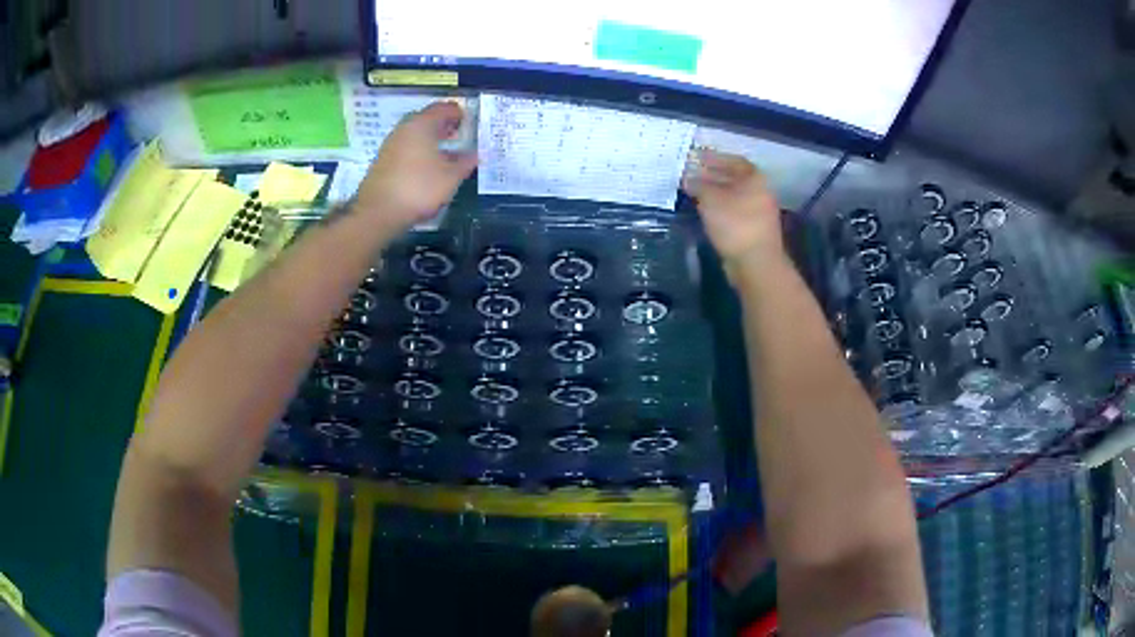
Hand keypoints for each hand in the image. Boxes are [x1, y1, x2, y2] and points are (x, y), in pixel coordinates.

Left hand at [353, 101, 477, 230]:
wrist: (378, 212)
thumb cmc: (419, 188)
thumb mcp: (450, 177)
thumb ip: (465, 163)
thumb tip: (476, 154)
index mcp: (422, 124)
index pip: (443, 108)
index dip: (458, 113)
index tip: (470, 122)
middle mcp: (404, 128)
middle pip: (427, 119)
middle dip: (444, 125)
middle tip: (459, 134)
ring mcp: (391, 144)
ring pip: (416, 134)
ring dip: (431, 139)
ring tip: (447, 152)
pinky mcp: (384, 160)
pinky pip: (407, 147)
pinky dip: (420, 150)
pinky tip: (428, 166)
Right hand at [683, 150, 783, 269]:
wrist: (756, 263)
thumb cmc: (735, 224)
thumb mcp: (710, 199)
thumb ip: (698, 185)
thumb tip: (687, 179)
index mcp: (755, 178)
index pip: (733, 160)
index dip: (714, 158)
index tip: (696, 158)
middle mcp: (761, 192)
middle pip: (734, 178)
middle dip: (712, 176)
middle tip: (691, 175)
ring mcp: (759, 212)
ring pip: (734, 196)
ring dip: (715, 193)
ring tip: (694, 193)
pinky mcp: (754, 230)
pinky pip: (734, 212)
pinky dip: (720, 208)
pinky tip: (705, 212)